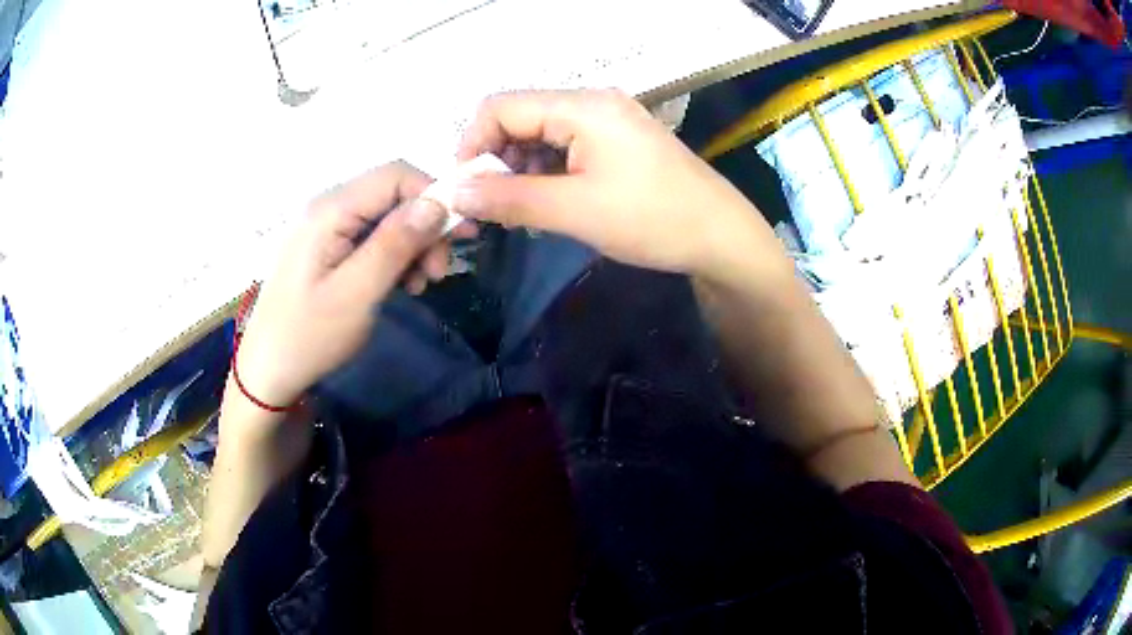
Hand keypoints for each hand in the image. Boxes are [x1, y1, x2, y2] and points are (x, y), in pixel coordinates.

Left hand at [233, 161, 474, 408]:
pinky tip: (402, 284)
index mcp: (330, 211)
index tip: (458, 236)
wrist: (268, 370)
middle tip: (440, 272)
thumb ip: (394, 244)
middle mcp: (327, 208)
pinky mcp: (327, 248)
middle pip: (392, 195)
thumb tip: (437, 203)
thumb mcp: (356, 294)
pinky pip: (370, 238)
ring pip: (385, 217)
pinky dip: (393, 256)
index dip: (433, 196)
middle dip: (424, 226)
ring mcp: (326, 228)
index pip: (395, 175)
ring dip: (412, 245)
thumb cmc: (309, 336)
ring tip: (422, 284)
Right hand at [453, 89, 764, 277]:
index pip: (501, 107)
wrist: (721, 236)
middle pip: (520, 117)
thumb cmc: (652, 219)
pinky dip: (547, 171)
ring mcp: (609, 120)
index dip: (473, 144)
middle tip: (493, 206)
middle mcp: (592, 102)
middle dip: (496, 159)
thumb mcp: (574, 211)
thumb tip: (456, 194)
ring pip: (541, 133)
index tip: (466, 189)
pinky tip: (549, 201)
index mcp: (582, 106)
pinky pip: (566, 146)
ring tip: (521, 210)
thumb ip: (509, 199)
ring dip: (521, 168)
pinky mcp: (619, 140)